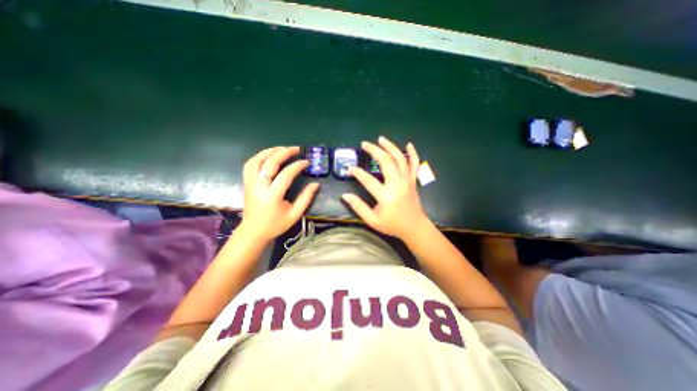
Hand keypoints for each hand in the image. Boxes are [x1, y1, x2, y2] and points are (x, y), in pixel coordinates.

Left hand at [238, 146, 318, 242]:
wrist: (253, 232)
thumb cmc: (276, 225)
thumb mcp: (295, 214)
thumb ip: (306, 198)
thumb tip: (316, 184)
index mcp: (272, 196)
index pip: (286, 174)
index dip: (297, 165)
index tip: (306, 162)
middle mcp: (259, 186)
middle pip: (270, 162)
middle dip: (284, 152)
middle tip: (296, 149)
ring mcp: (250, 183)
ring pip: (256, 160)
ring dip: (270, 151)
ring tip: (282, 148)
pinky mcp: (246, 183)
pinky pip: (250, 165)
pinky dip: (259, 156)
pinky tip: (268, 155)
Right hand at [342, 135, 430, 239]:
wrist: (414, 228)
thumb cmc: (392, 225)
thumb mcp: (372, 220)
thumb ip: (358, 207)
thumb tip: (345, 195)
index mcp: (386, 196)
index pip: (368, 180)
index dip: (357, 173)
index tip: (350, 168)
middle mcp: (397, 184)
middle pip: (386, 162)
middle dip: (374, 150)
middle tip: (364, 144)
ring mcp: (407, 181)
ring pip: (400, 159)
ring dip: (390, 147)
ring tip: (381, 139)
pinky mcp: (413, 181)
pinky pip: (414, 164)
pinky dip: (413, 153)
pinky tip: (409, 144)